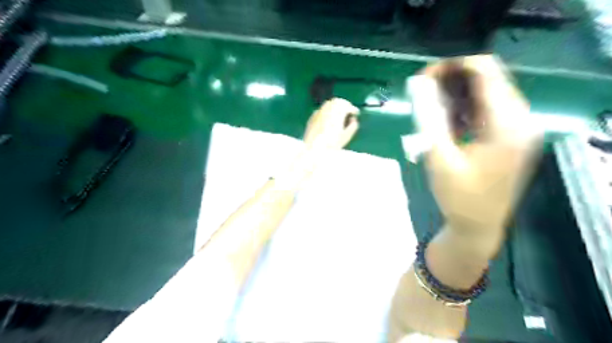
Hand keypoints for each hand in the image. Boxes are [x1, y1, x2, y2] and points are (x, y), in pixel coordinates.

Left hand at [303, 97, 359, 147]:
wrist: (314, 149)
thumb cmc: (332, 143)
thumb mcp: (346, 136)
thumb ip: (353, 125)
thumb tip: (353, 120)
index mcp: (337, 111)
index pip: (348, 106)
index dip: (354, 109)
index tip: (356, 113)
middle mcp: (327, 108)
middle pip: (338, 101)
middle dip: (344, 105)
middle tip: (348, 111)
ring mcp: (318, 112)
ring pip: (328, 104)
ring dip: (335, 107)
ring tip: (339, 115)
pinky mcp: (312, 117)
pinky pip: (321, 110)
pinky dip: (327, 112)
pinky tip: (328, 119)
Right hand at [409, 55, 541, 253]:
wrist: (478, 226)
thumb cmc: (458, 197)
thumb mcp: (439, 157)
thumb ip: (429, 118)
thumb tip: (420, 85)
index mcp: (508, 124)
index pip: (486, 73)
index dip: (454, 67)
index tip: (425, 75)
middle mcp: (521, 120)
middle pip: (489, 79)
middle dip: (454, 78)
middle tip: (423, 88)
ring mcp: (518, 129)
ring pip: (488, 93)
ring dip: (458, 93)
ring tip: (430, 102)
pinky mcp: (510, 137)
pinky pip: (488, 110)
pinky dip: (465, 107)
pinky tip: (445, 117)